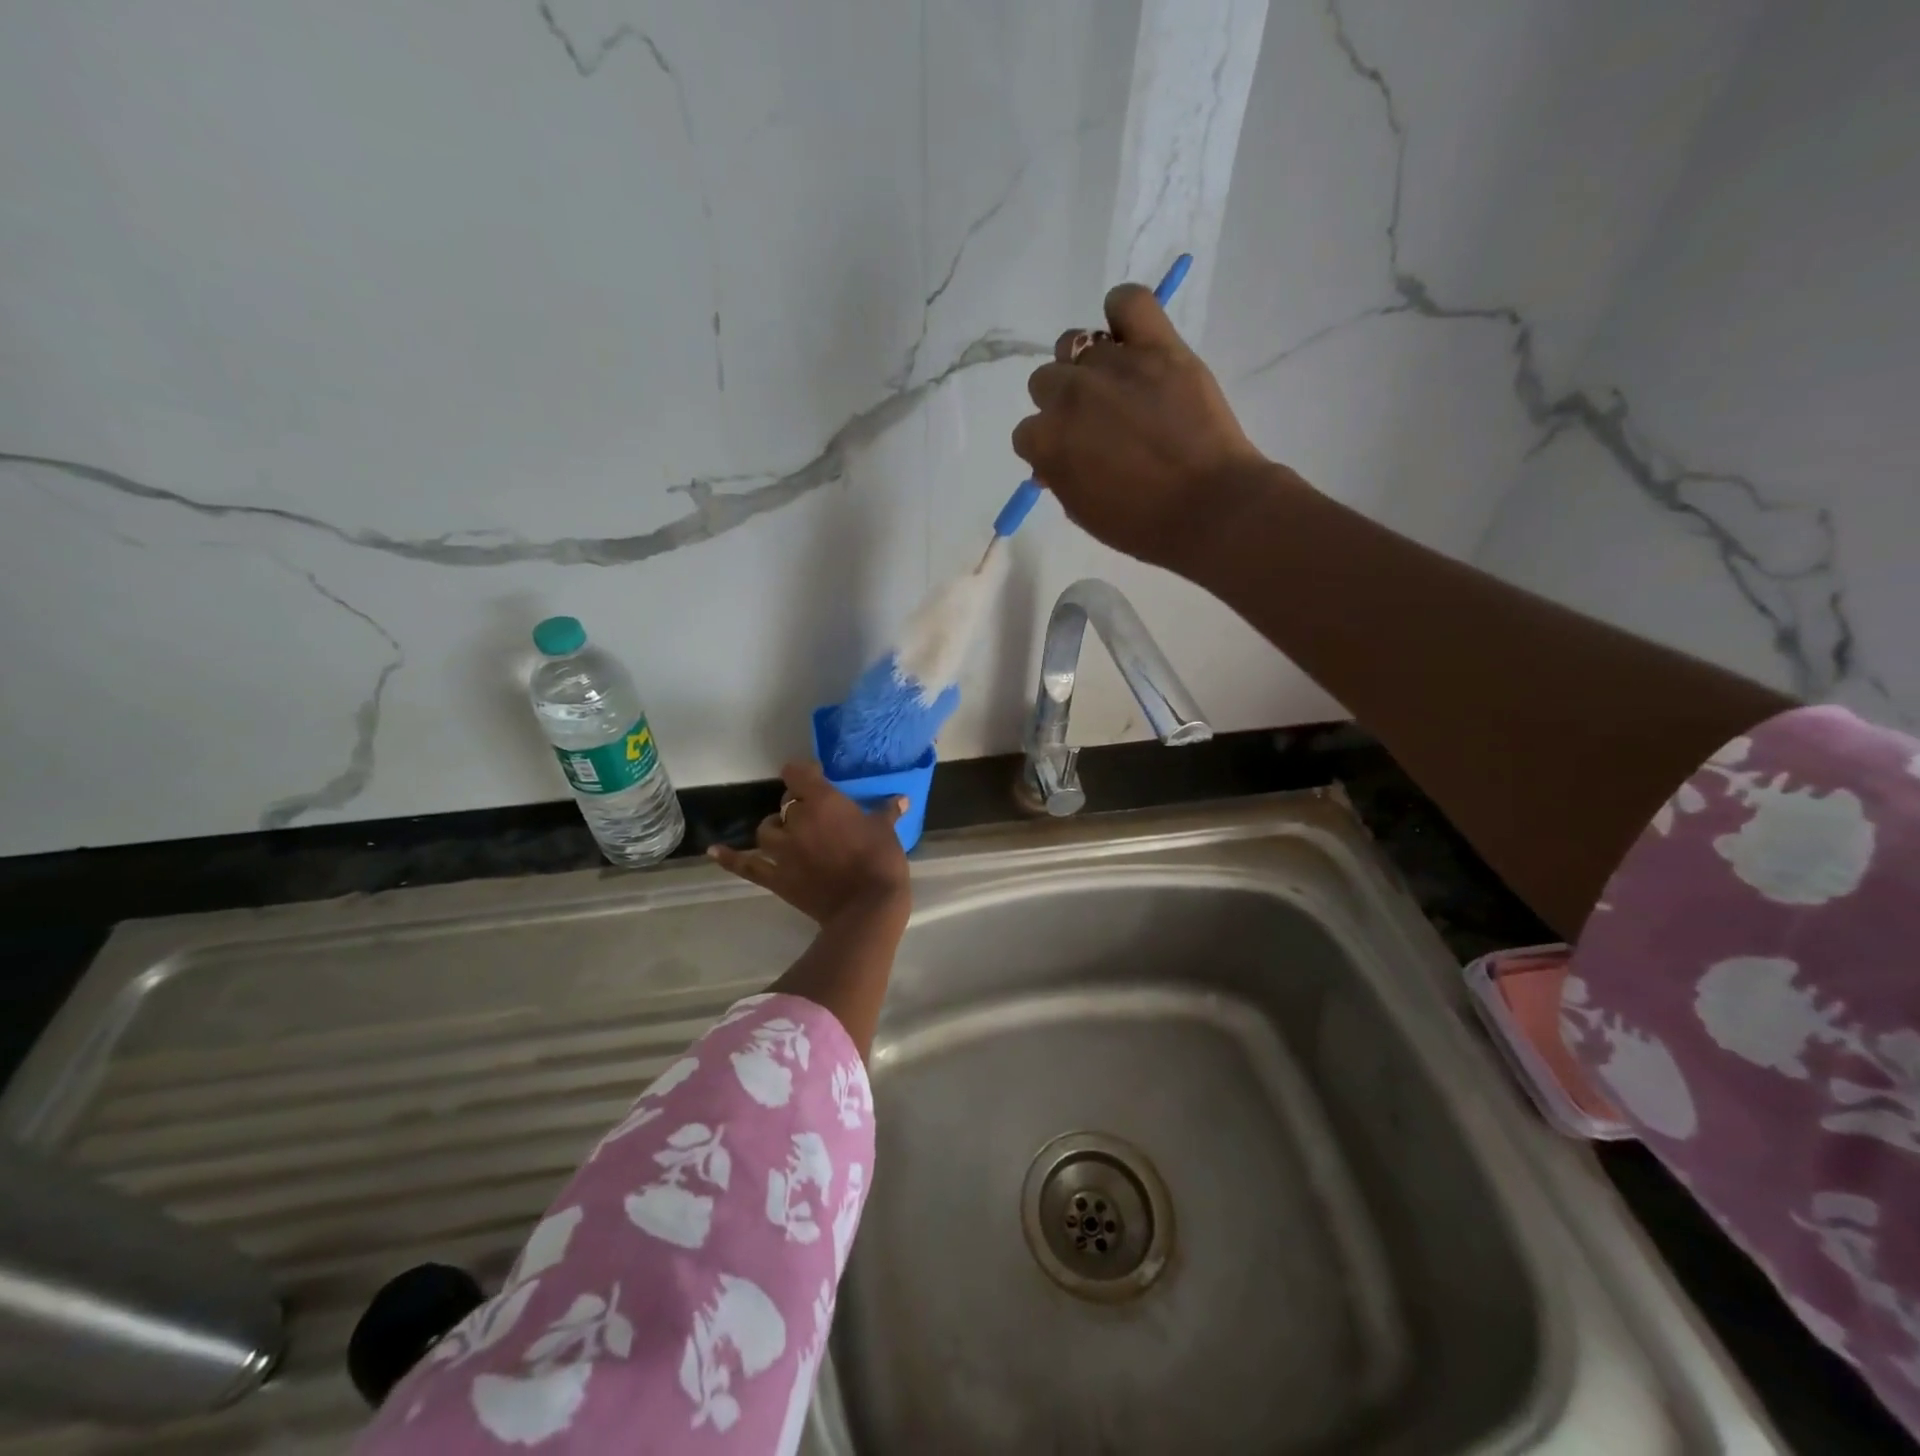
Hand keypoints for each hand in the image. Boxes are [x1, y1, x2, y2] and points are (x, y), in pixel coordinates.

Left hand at [708, 762, 909, 924]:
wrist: (867, 907)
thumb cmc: (880, 861)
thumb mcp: (886, 831)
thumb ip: (887, 812)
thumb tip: (901, 799)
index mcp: (822, 802)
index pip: (798, 773)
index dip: (804, 772)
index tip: (816, 776)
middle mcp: (796, 820)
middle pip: (786, 803)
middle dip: (797, 805)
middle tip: (814, 814)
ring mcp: (782, 850)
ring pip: (766, 829)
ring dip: (775, 828)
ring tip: (787, 834)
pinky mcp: (775, 877)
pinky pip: (745, 865)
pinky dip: (729, 858)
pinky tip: (715, 850)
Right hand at [1011, 283, 1268, 568]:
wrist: (1208, 508)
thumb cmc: (1142, 525)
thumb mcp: (1083, 512)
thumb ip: (1060, 478)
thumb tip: (1052, 460)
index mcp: (1047, 441)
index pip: (1027, 431)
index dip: (1049, 444)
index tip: (1073, 455)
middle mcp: (1070, 395)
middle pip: (1046, 381)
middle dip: (1064, 403)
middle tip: (1097, 423)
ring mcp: (1112, 365)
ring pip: (1076, 344)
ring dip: (1087, 365)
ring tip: (1117, 386)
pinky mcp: (1157, 345)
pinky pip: (1128, 301)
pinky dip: (1122, 312)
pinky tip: (1129, 335)